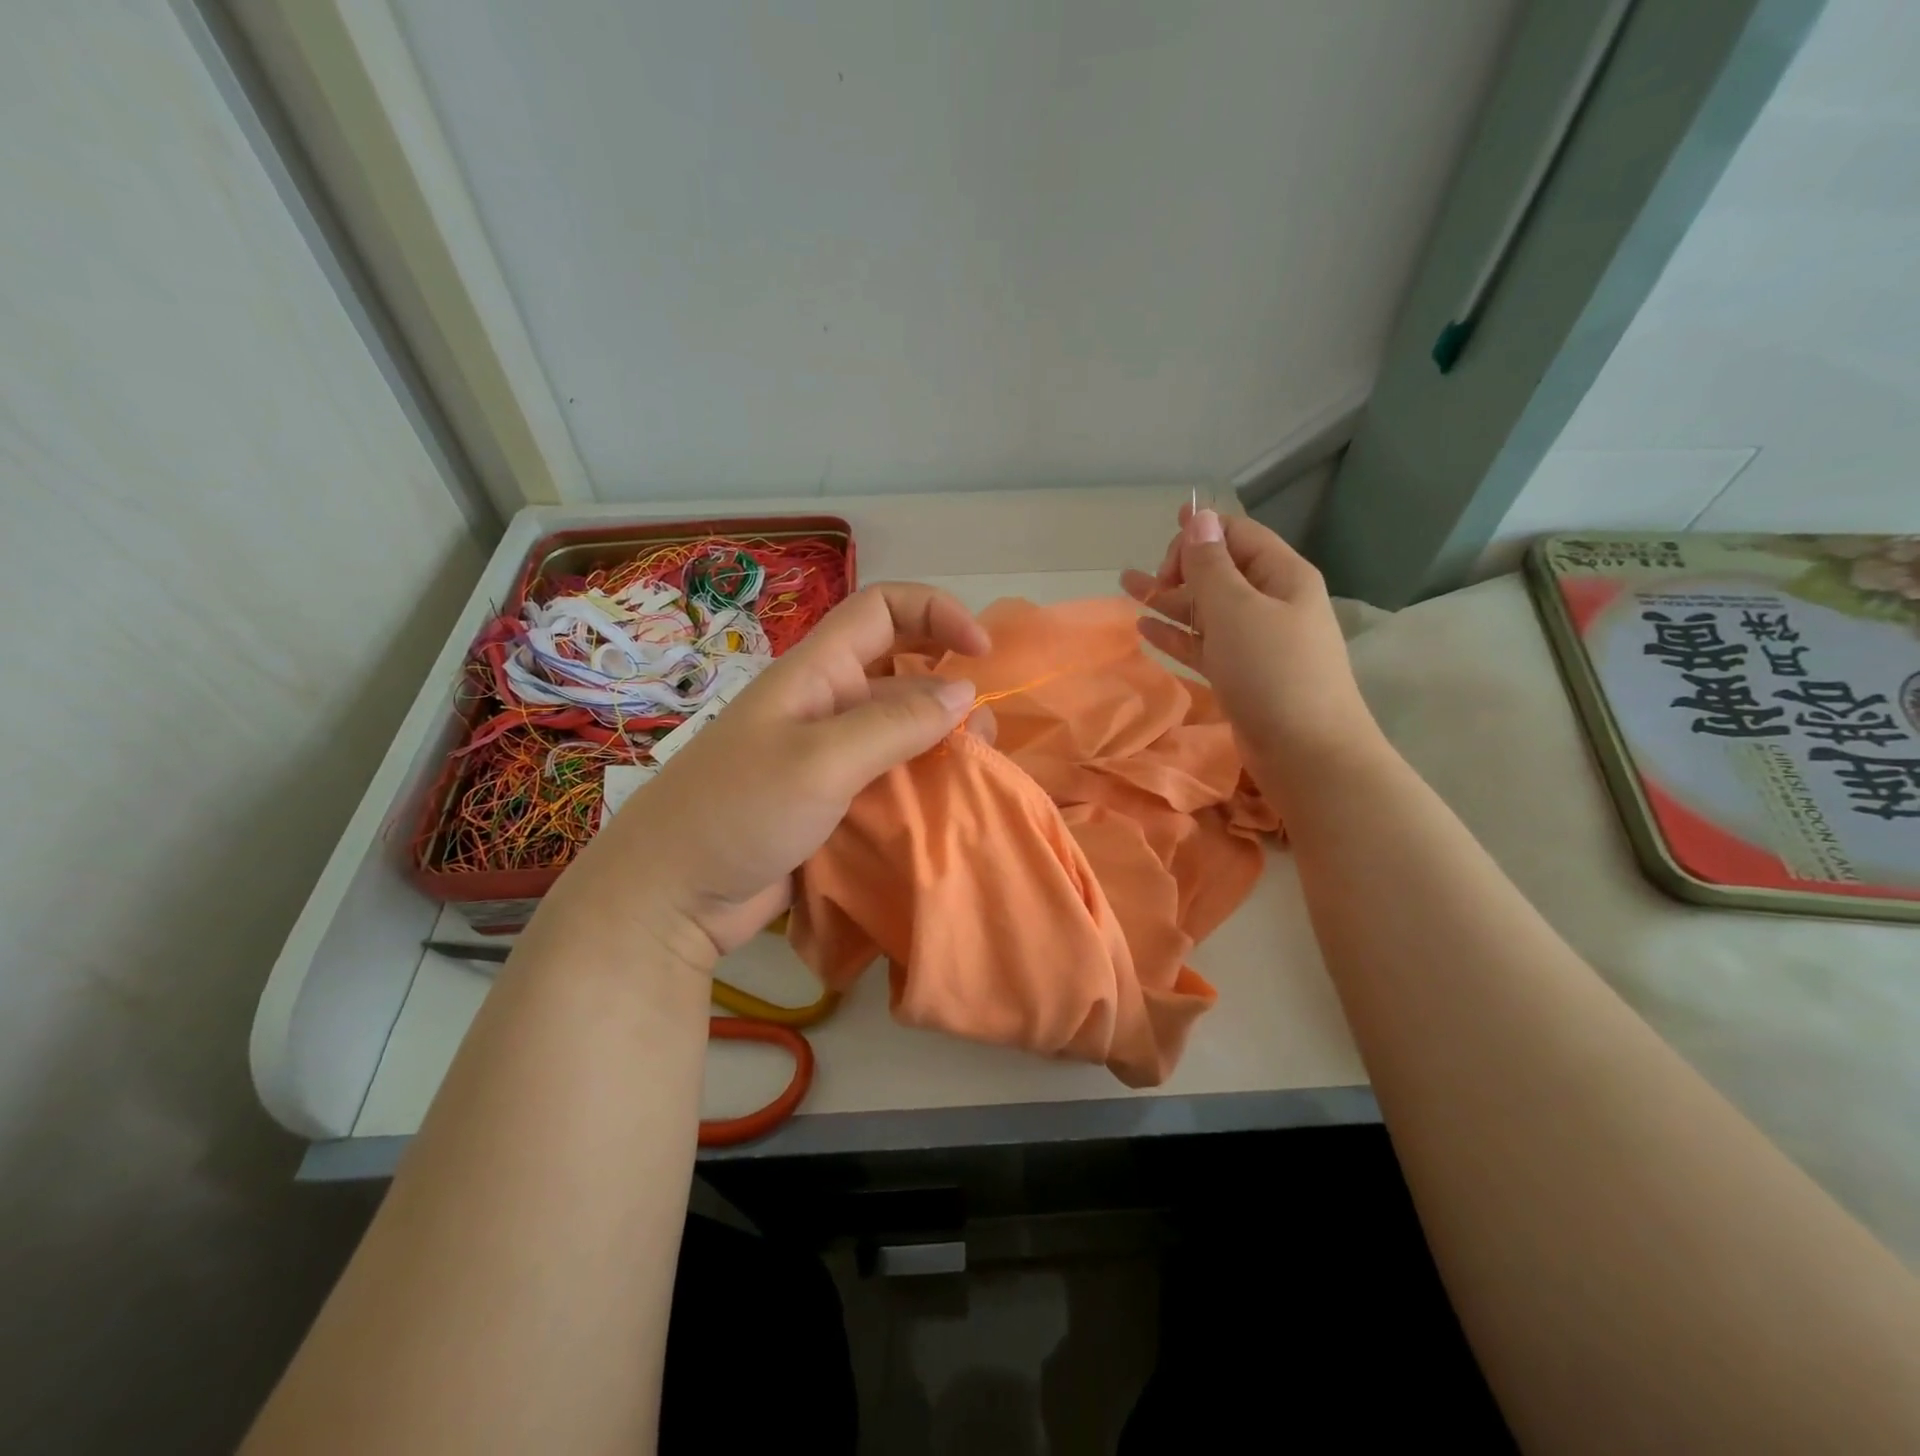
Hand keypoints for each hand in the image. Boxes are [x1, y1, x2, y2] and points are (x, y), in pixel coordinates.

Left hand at [541, 582, 990, 968]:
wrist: (670, 896)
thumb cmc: (737, 811)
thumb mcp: (821, 760)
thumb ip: (895, 723)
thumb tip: (964, 691)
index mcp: (816, 673)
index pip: (883, 610)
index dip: (936, 613)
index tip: (981, 653)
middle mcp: (825, 705)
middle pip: (900, 673)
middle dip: (948, 688)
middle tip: (984, 731)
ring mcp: (828, 758)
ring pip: (900, 732)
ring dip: (941, 744)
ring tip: (975, 771)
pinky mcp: (831, 803)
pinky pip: (888, 779)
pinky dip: (921, 785)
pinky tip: (948, 805)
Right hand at [1121, 505, 1376, 779]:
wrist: (1307, 753)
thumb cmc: (1272, 672)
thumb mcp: (1236, 610)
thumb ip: (1211, 565)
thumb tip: (1199, 517)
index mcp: (1283, 576)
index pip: (1238, 536)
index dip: (1200, 534)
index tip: (1162, 553)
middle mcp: (1272, 602)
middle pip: (1221, 571)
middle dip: (1181, 567)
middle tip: (1145, 581)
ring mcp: (1257, 642)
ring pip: (1207, 609)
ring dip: (1169, 599)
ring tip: (1127, 588)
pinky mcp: (1242, 675)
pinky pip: (1204, 644)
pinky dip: (1176, 635)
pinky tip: (1145, 629)